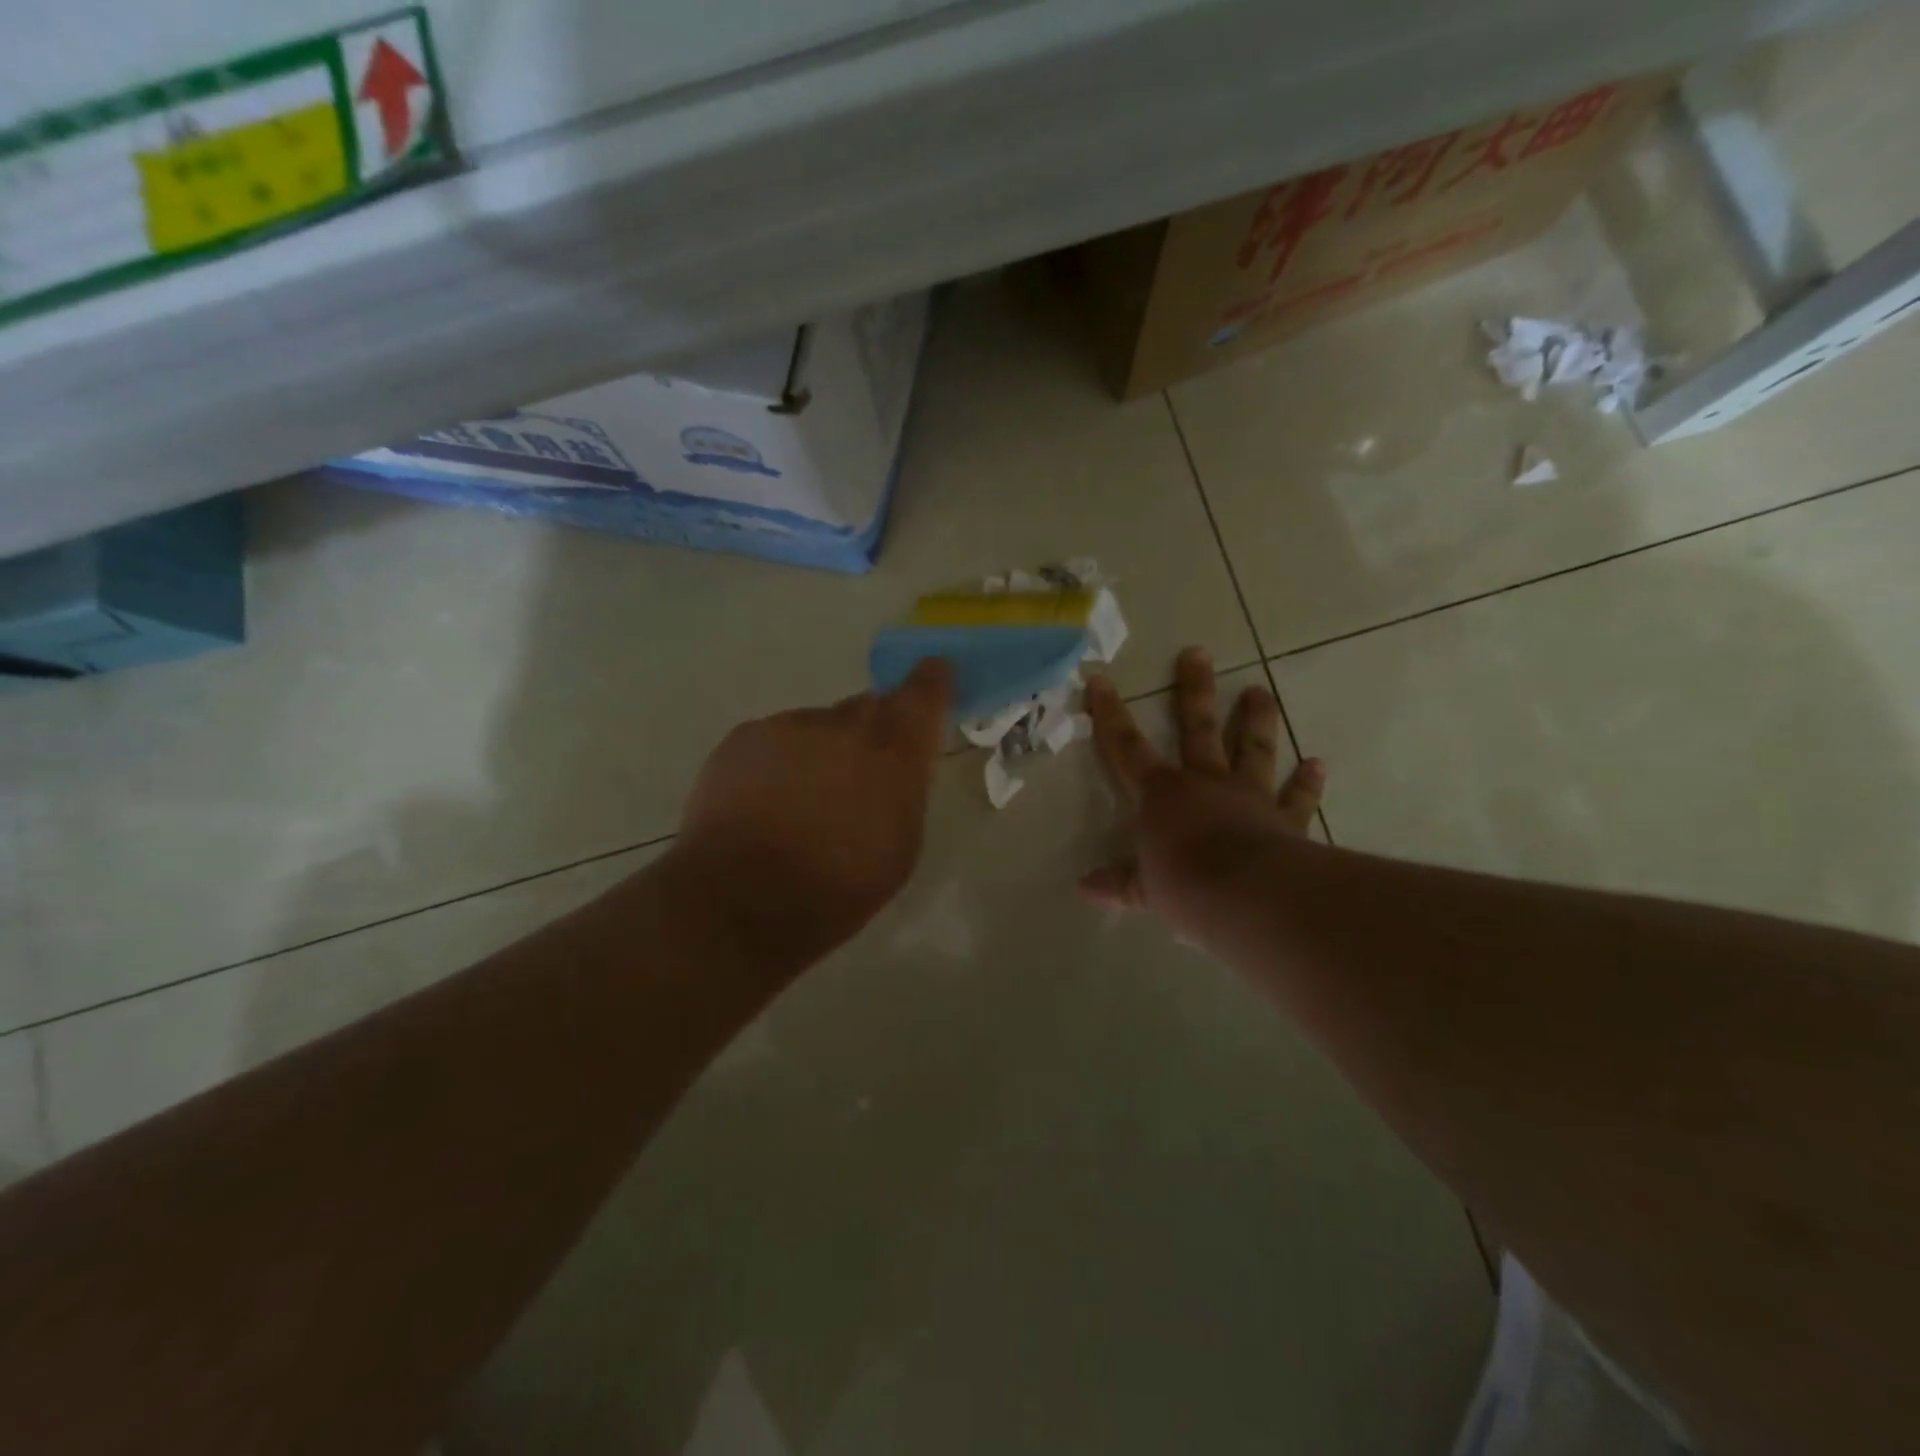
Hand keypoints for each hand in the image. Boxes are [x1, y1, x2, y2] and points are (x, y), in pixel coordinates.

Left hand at [667, 658, 952, 974]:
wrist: (743, 899)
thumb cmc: (838, 887)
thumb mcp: (900, 847)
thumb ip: (904, 790)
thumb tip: (897, 765)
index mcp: (894, 753)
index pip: (924, 694)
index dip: (932, 680)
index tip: (935, 672)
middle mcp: (846, 726)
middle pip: (869, 708)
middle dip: (871, 732)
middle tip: (859, 772)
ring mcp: (791, 725)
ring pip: (818, 726)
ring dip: (820, 750)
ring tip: (801, 801)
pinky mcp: (746, 736)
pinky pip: (776, 739)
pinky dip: (779, 761)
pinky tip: (764, 802)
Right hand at [1082, 648, 1323, 936]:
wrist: (1249, 897)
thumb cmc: (1185, 886)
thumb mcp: (1143, 888)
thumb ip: (1119, 882)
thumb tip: (1085, 887)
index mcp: (1163, 795)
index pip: (1126, 747)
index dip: (1110, 714)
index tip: (1100, 678)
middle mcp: (1206, 783)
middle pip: (1198, 727)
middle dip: (1193, 690)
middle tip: (1198, 653)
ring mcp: (1249, 797)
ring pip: (1253, 749)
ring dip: (1257, 719)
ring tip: (1260, 691)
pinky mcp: (1285, 820)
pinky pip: (1297, 798)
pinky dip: (1307, 783)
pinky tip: (1318, 764)